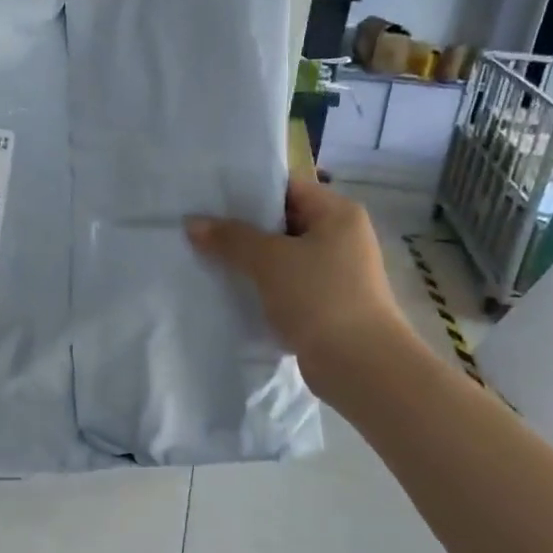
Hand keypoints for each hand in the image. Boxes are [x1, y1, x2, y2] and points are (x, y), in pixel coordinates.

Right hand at [187, 178, 408, 393]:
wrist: (359, 365)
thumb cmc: (319, 297)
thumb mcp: (269, 260)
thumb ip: (230, 238)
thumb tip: (192, 223)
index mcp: (338, 213)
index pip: (287, 187)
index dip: (248, 190)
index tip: (209, 196)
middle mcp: (341, 237)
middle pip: (283, 221)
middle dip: (243, 227)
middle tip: (199, 227)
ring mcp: (335, 272)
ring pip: (282, 256)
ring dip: (249, 259)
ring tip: (205, 256)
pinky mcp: (326, 303)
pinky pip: (286, 284)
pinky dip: (261, 285)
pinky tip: (229, 289)